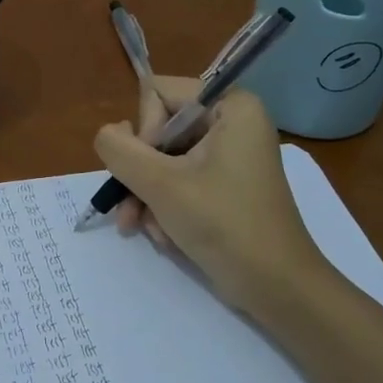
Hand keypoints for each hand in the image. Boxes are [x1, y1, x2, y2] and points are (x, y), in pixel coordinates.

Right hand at [93, 76, 334, 316]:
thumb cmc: (224, 225)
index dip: (144, 131)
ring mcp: (228, 155)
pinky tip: (164, 236)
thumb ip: (120, 150)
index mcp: (230, 106)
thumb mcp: (161, 184)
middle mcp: (231, 122)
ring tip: (144, 229)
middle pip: (157, 129)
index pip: (158, 94)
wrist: (276, 287)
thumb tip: (107, 134)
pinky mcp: (224, 184)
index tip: (152, 170)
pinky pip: (179, 180)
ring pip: (162, 159)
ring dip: (146, 195)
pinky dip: (165, 206)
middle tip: (133, 210)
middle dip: (141, 174)